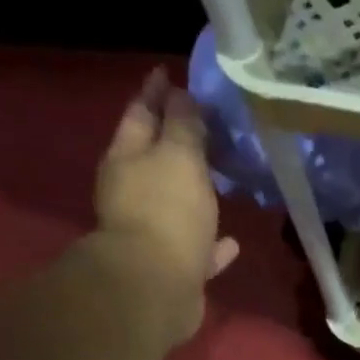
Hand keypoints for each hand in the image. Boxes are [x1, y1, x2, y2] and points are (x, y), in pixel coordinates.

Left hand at [93, 68, 238, 342]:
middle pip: (153, 159)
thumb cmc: (166, 211)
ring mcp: (150, 233)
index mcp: (127, 157)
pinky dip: (211, 244)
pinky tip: (232, 243)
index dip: (157, 92)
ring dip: (195, 194)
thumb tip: (181, 95)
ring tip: (220, 184)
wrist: (155, 286)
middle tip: (202, 128)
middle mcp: (132, 192)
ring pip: (174, 205)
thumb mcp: (179, 156)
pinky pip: (196, 249)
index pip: (141, 112)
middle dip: (175, 143)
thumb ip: (183, 126)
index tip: (169, 72)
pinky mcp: (171, 268)